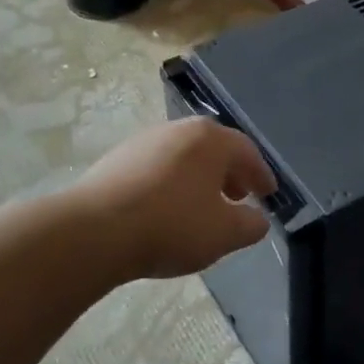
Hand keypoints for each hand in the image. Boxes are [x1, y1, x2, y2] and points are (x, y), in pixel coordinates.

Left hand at [73, 117, 276, 280]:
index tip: (269, 194)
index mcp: (210, 139)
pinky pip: (157, 169)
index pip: (247, 152)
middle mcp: (178, 130)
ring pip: (183, 158)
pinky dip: (171, 184)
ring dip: (199, 179)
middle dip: (230, 174)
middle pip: (214, 149)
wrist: (95, 231)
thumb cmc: (171, 225)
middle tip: (239, 198)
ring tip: (202, 208)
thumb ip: (250, 224)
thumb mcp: (224, 233)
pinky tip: (167, 210)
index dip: (261, 175)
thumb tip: (257, 219)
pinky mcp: (117, 159)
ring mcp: (144, 141)